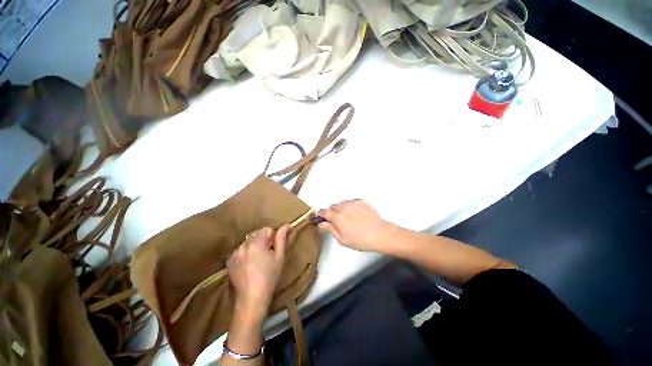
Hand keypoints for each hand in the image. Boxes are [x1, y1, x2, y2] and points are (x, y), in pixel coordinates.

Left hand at [227, 226, 288, 318]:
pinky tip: (249, 264)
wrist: (252, 298)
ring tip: (258, 259)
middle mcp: (243, 245)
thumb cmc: (270, 276)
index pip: (267, 229)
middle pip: (256, 234)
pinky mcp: (230, 261)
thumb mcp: (279, 257)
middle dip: (263, 240)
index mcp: (256, 243)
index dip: (273, 237)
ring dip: (254, 246)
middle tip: (268, 254)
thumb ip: (282, 238)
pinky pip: (240, 250)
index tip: (274, 247)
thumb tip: (286, 226)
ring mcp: (235, 253)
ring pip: (248, 242)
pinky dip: (246, 253)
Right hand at [318, 200, 395, 252]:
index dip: (321, 214)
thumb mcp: (342, 239)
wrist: (379, 234)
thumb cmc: (360, 240)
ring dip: (341, 208)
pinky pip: (351, 201)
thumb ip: (330, 229)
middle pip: (333, 206)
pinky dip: (350, 206)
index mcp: (337, 217)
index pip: (324, 211)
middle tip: (337, 221)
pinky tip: (355, 213)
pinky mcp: (361, 201)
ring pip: (342, 203)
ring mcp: (353, 203)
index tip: (321, 217)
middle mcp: (344, 207)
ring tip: (348, 217)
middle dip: (332, 212)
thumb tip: (322, 224)